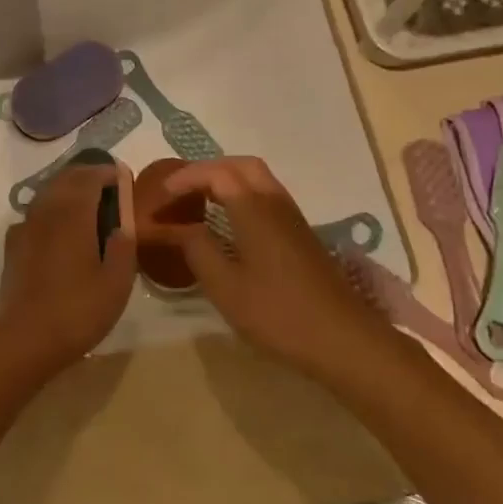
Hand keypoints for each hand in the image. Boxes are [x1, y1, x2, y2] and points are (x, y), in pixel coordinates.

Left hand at [0, 163, 135, 380]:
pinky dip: (50, 210)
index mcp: (73, 214)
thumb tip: (123, 224)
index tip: (122, 177)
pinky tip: (59, 229)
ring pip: (47, 194)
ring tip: (87, 203)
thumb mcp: (116, 283)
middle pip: (65, 179)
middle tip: (107, 185)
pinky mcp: (13, 247)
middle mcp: (46, 212)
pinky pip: (34, 214)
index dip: (107, 172)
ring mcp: (25, 228)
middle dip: (86, 175)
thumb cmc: (76, 311)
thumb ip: (123, 247)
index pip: (89, 177)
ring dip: (67, 189)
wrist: (22, 340)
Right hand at [161, 158, 395, 385]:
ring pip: (256, 178)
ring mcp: (291, 216)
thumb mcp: (226, 286)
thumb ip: (197, 249)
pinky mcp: (300, 232)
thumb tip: (175, 227)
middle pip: (239, 165)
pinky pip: (265, 195)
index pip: (215, 173)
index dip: (185, 178)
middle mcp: (274, 201)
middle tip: (180, 192)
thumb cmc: (278, 313)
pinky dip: (241, 195)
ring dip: (225, 181)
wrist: (342, 338)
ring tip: (198, 204)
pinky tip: (229, 224)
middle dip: (206, 171)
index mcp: (254, 208)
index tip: (160, 196)